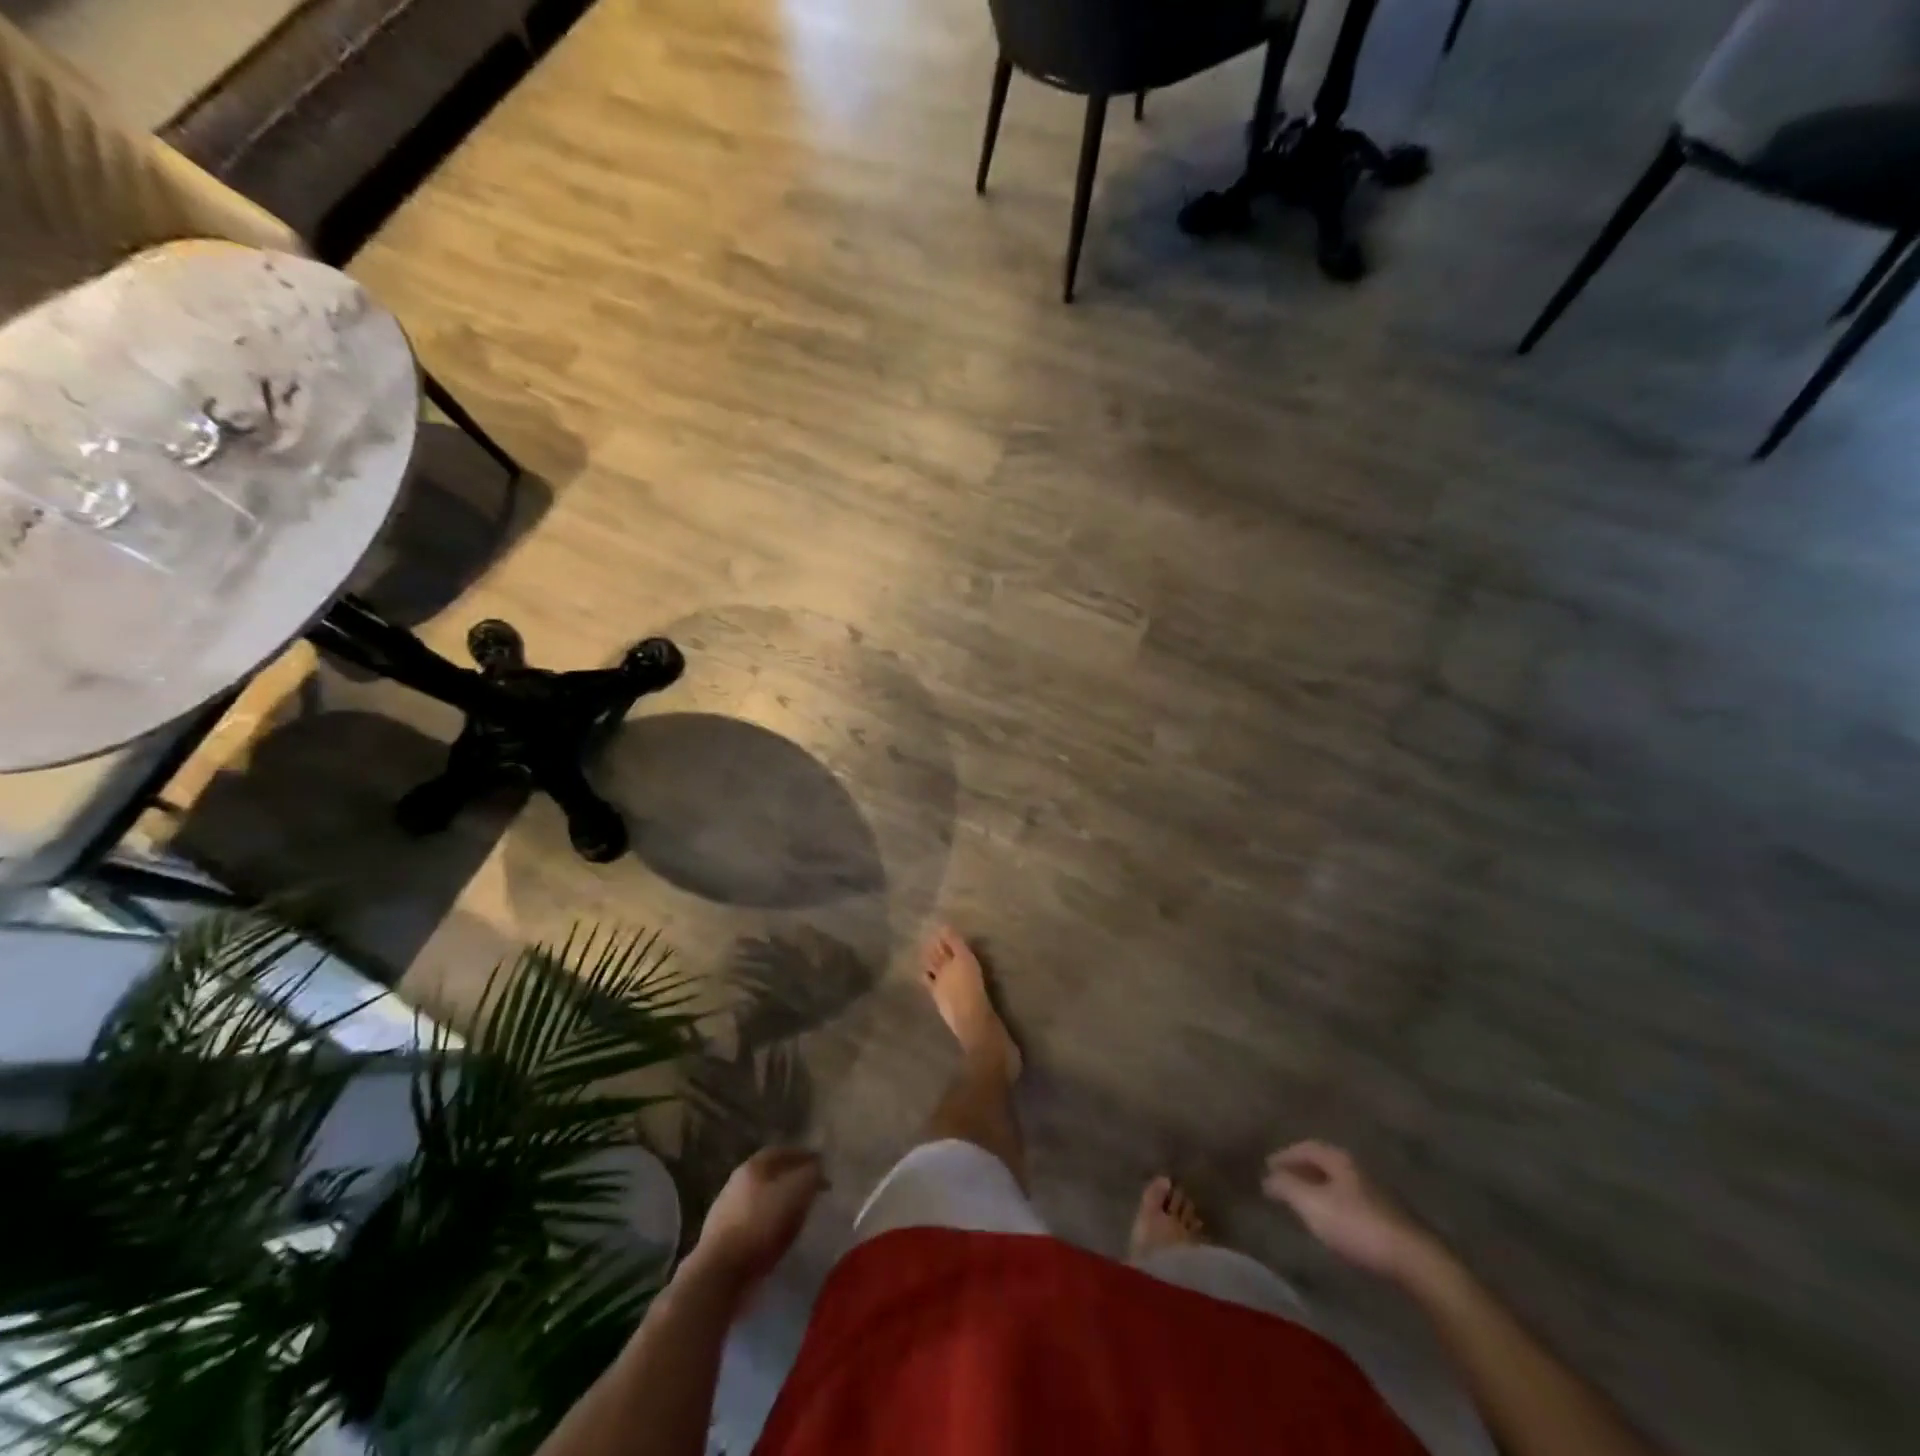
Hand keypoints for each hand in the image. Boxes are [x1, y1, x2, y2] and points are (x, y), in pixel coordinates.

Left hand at [687, 1147, 824, 1292]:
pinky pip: (754, 1224)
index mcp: (753, 1166)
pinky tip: (779, 1238)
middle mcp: (737, 1182)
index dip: (805, 1156)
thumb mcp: (796, 1192)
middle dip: (792, 1179)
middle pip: (770, 1174)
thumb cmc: (761, 1225)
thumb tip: (818, 1168)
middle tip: (812, 1189)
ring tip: (799, 1216)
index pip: (783, 1151)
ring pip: (761, 1200)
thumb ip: (811, 1175)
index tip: (823, 1165)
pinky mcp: (723, 1240)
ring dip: (780, 1204)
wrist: (719, 1275)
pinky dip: (769, 1226)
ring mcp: (726, 1212)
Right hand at [1263, 1140, 1435, 1281]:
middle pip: (1324, 1163)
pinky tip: (1333, 1223)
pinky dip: (1335, 1206)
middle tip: (1283, 1182)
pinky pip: (1353, 1203)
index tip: (1268, 1167)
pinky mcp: (1391, 1220)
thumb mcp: (1312, 1204)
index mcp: (1340, 1160)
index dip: (1285, 1155)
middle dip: (1302, 1170)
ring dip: (1319, 1189)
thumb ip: (1286, 1187)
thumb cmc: (1357, 1225)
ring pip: (1340, 1184)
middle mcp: (1360, 1170)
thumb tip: (1267, 1177)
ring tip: (1303, 1203)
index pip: (1306, 1147)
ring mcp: (1379, 1195)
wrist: (1416, 1262)